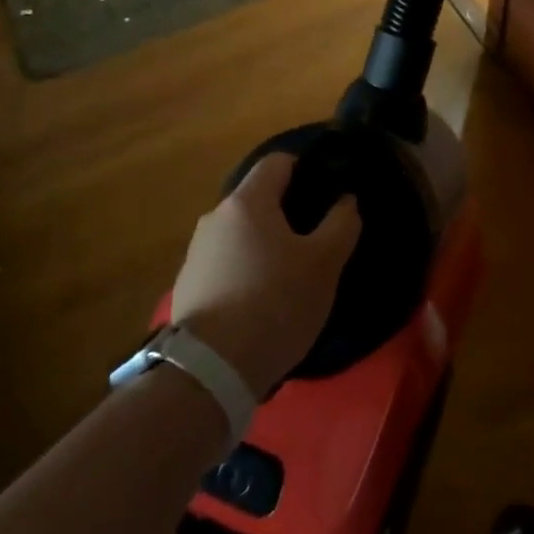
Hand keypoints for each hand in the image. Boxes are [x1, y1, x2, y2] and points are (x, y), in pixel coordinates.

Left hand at [171, 154, 361, 394]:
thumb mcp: (324, 264)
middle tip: (315, 240)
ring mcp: (196, 253)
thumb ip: (341, 223)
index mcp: (247, 201)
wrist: (211, 370)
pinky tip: (261, 302)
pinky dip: (245, 271)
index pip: (277, 162)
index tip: (326, 193)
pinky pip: (225, 264)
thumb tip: (346, 200)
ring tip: (289, 276)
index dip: (305, 169)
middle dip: (286, 213)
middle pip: (258, 199)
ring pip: (241, 234)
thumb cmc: (275, 302)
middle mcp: (215, 217)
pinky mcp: (187, 287)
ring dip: (264, 245)